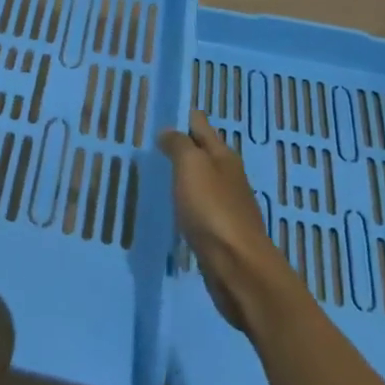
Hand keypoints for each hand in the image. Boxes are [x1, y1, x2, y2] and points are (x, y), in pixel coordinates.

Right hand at [159, 110, 294, 333]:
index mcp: (223, 155)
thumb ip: (178, 145)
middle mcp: (227, 176)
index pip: (199, 124)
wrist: (239, 269)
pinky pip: (197, 208)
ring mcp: (225, 206)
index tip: (154, 115)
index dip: (179, 116)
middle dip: (178, 147)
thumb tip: (168, 132)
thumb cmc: (213, 210)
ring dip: (180, 177)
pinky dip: (183, 204)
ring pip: (198, 181)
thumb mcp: (191, 166)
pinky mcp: (220, 233)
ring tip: (152, 175)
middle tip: (146, 145)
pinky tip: (168, 209)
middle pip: (200, 152)